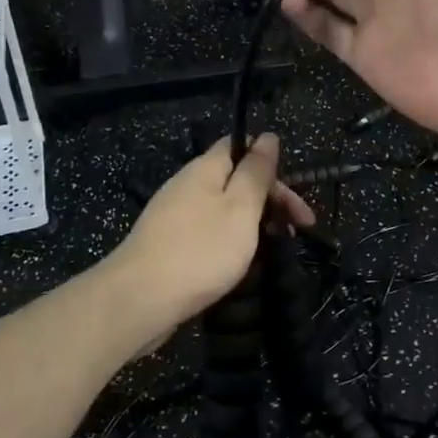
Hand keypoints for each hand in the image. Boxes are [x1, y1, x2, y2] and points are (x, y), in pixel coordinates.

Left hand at [101, 135, 313, 334]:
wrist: (139, 300)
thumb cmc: (200, 250)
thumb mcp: (240, 207)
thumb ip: (256, 172)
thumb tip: (268, 136)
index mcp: (205, 169)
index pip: (240, 146)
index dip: (271, 165)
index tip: (295, 200)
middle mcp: (187, 185)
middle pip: (235, 180)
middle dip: (269, 200)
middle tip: (298, 230)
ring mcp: (174, 216)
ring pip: (223, 209)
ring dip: (253, 224)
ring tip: (274, 250)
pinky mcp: (168, 245)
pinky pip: (208, 233)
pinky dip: (230, 243)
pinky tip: (239, 265)